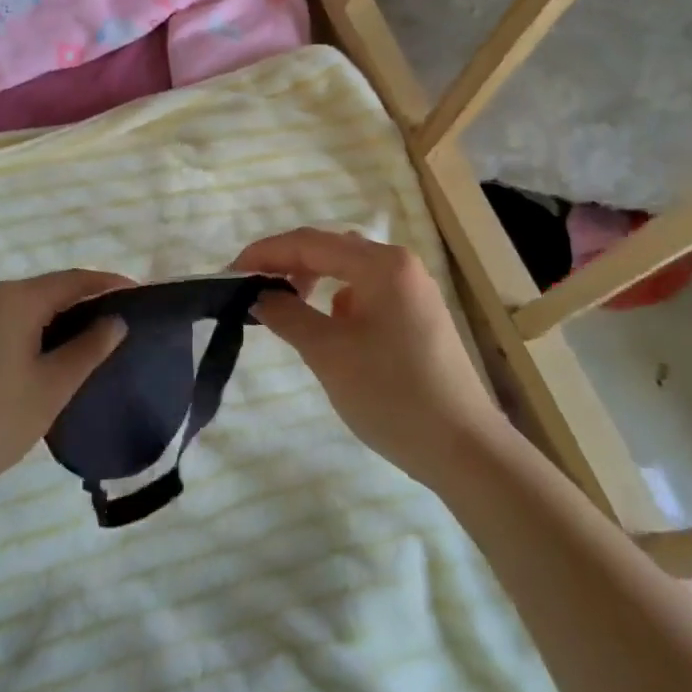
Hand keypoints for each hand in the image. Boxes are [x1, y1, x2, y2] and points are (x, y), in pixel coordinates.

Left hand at [0, 269, 131, 505]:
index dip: (108, 283)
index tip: (137, 292)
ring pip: (23, 307)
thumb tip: (116, 321)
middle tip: (116, 320)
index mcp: (15, 300)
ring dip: (56, 317)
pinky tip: (43, 353)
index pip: (73, 280)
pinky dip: (29, 329)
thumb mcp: (53, 386)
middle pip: (47, 290)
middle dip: (83, 300)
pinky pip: (2, 321)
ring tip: (86, 338)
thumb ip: (89, 348)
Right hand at [232, 227, 502, 487]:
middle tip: (249, 288)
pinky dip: (335, 302)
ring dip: (310, 281)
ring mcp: (412, 291)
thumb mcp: (328, 353)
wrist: (463, 449)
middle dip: (286, 264)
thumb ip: (287, 315)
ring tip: (282, 307)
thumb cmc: (392, 394)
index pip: (309, 243)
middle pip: (330, 250)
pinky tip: (325, 328)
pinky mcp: (416, 317)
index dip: (264, 253)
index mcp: (382, 264)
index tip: (228, 274)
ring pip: (348, 272)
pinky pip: (365, 294)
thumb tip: (259, 296)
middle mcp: (400, 266)